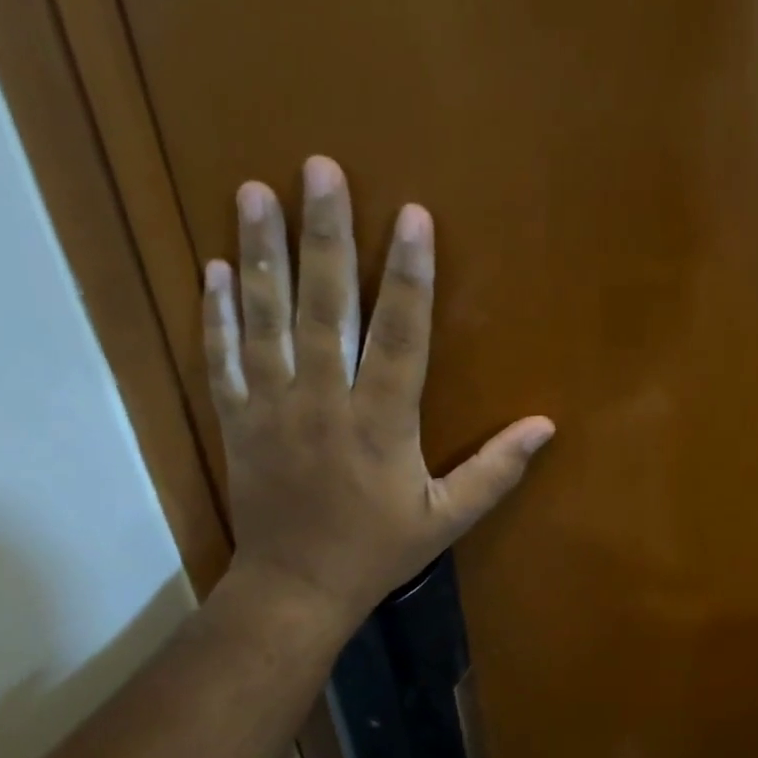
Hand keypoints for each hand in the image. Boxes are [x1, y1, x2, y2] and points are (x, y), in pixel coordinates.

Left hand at [202, 156, 553, 621]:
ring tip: (253, 192)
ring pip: (266, 321)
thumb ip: (495, 471)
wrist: (296, 589)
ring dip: (261, 254)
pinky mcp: (237, 421)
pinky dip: (216, 315)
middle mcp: (324, 403)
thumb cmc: (377, 551)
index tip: (412, 216)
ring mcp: (273, 409)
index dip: (408, 275)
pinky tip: (212, 269)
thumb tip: (545, 426)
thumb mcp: (446, 519)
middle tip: (318, 168)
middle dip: (325, 235)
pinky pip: (222, 360)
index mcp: (381, 424)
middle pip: (325, 308)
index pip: (400, 337)